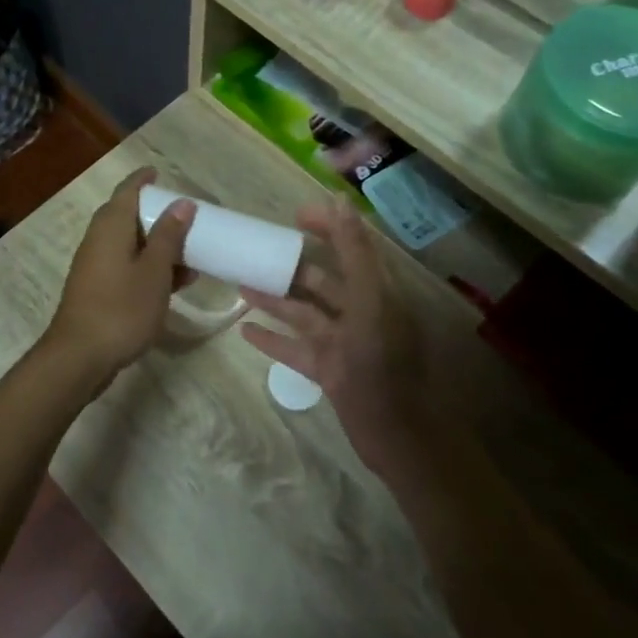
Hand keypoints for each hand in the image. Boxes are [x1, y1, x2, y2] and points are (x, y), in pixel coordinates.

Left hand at [40, 168, 193, 387]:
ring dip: (156, 245)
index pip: (127, 190)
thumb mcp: (154, 272)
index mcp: (111, 226)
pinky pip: (125, 265)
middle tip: (186, 218)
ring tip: (191, 256)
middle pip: (127, 216)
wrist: (79, 357)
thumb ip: (168, 236)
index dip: (144, 180)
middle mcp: (98, 239)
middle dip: (156, 215)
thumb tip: (181, 203)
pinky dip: (147, 266)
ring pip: (129, 243)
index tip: (161, 174)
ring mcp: (94, 265)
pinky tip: (172, 284)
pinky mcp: (96, 289)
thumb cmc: (121, 309)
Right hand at [239, 200, 431, 477]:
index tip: (294, 216)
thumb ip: (355, 252)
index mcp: (377, 292)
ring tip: (240, 284)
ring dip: (274, 299)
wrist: (397, 435)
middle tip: (257, 251)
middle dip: (292, 265)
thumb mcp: (370, 300)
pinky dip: (271, 338)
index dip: (328, 227)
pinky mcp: (329, 370)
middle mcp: (361, 313)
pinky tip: (244, 329)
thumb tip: (339, 202)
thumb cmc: (383, 363)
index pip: (352, 248)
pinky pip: (294, 348)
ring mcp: (343, 343)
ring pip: (303, 313)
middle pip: (323, 281)